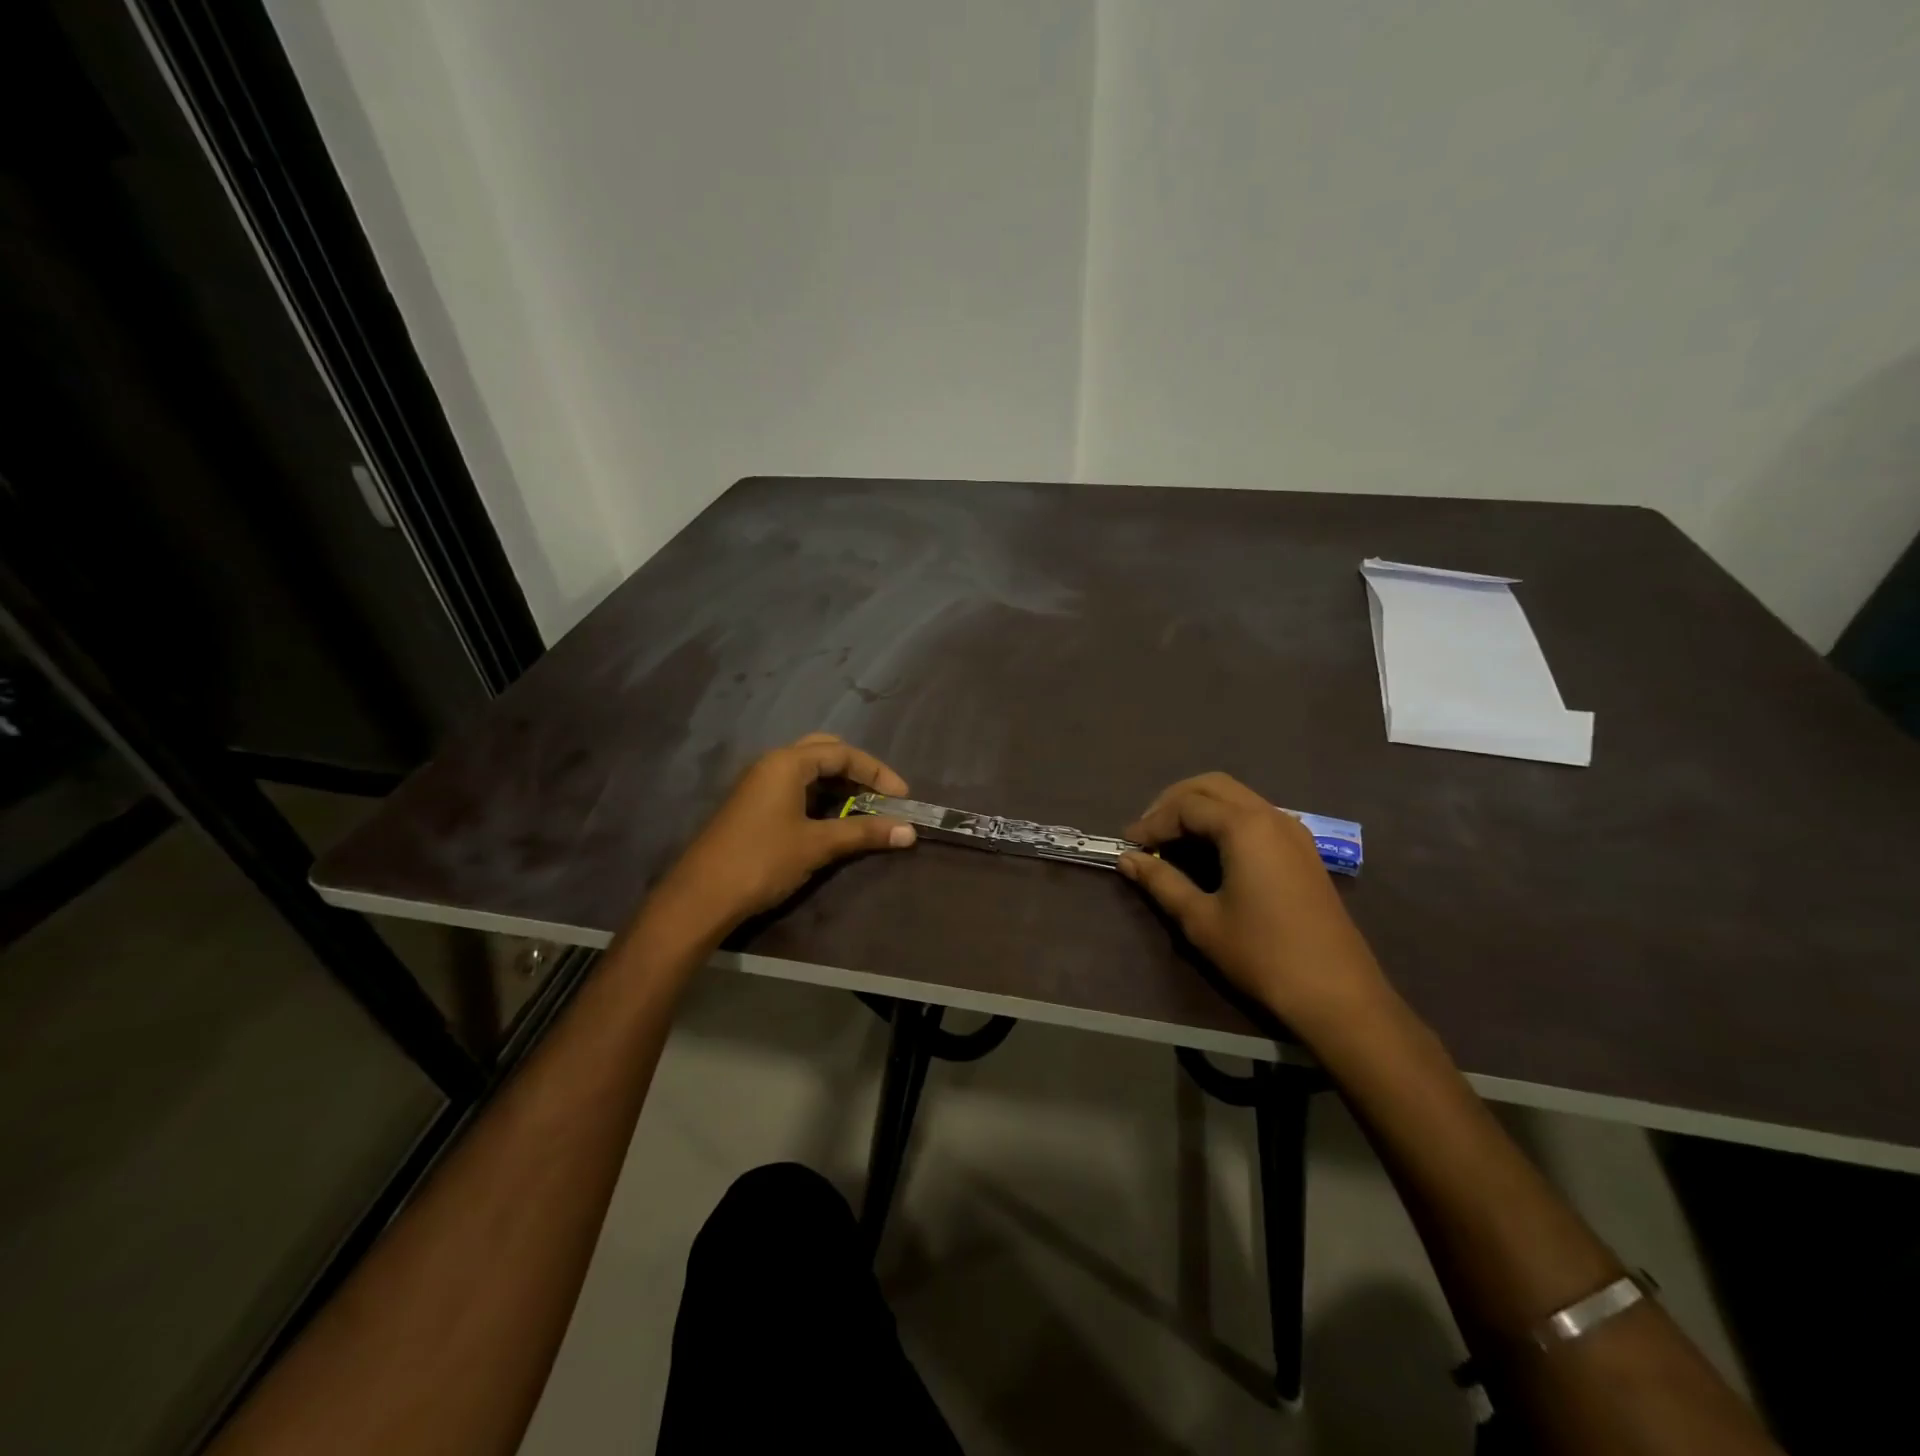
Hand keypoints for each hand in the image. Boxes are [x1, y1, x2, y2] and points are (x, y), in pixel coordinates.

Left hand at [652, 733, 915, 936]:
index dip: (876, 772)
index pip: (842, 753)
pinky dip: (820, 796)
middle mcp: (771, 764)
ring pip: (808, 770)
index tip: (902, 797)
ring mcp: (758, 784)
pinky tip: (833, 818)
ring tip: (864, 808)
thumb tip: (909, 831)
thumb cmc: (762, 860)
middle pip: (824, 752)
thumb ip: (864, 832)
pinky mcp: (753, 806)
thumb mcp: (817, 845)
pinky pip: (794, 787)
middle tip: (881, 795)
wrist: (702, 896)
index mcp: (787, 763)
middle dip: (856, 770)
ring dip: (838, 784)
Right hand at [1118, 773, 1386, 1027]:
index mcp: (1245, 827)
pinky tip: (1209, 851)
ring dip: (1200, 808)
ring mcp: (1292, 831)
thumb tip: (1126, 859)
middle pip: (1212, 786)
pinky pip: (1255, 815)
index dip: (1152, 822)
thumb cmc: (1262, 954)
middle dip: (1173, 802)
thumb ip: (1161, 882)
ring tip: (1171, 840)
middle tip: (1148, 833)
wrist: (1337, 994)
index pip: (1186, 805)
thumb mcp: (1201, 920)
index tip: (1128, 846)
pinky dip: (1224, 820)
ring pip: (1236, 796)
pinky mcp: (1303, 850)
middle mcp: (1271, 816)